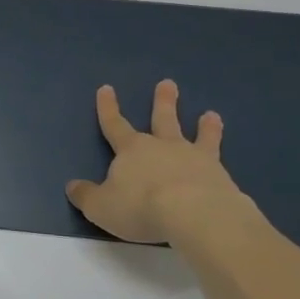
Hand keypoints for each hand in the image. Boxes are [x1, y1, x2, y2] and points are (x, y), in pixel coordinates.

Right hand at [66, 82, 259, 246]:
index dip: (108, 108)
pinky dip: (222, 158)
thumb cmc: (140, 207)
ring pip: (199, 135)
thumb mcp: (101, 206)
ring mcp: (194, 158)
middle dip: (163, 102)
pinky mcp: (220, 175)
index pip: (114, 124)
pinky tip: (227, 164)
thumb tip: (72, 186)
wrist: (194, 215)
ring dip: (204, 125)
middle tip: (168, 83)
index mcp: (131, 150)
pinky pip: (219, 160)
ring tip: (211, 114)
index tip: (106, 88)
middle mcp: (163, 146)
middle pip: (162, 119)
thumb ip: (86, 196)